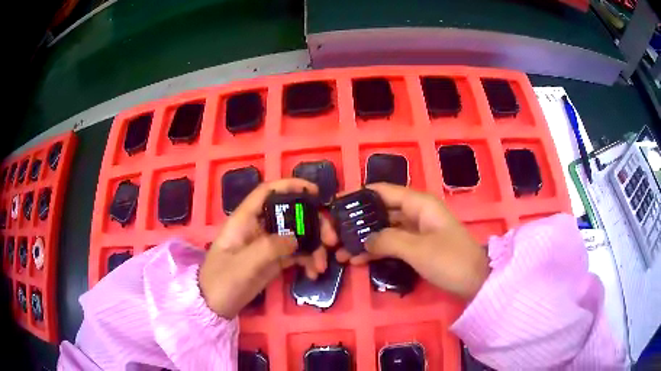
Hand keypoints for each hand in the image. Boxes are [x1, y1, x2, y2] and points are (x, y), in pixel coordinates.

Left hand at [199, 179, 337, 317]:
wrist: (215, 306)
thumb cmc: (222, 281)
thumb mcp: (243, 265)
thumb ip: (269, 248)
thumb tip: (296, 239)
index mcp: (245, 220)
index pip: (267, 192)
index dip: (291, 186)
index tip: (316, 192)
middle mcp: (258, 227)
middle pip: (290, 214)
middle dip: (314, 223)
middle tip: (331, 240)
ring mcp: (267, 244)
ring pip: (297, 235)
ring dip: (314, 246)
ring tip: (321, 266)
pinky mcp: (273, 260)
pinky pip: (296, 254)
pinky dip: (308, 260)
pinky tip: (313, 273)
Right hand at [336, 183, 489, 299]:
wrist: (475, 281)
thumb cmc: (450, 260)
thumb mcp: (417, 249)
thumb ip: (388, 240)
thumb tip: (364, 240)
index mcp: (418, 203)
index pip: (383, 191)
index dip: (358, 195)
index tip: (335, 204)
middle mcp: (415, 212)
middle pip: (380, 211)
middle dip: (356, 222)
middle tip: (333, 234)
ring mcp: (415, 231)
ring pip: (383, 229)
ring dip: (362, 239)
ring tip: (339, 252)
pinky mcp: (416, 247)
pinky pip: (391, 244)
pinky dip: (375, 250)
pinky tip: (356, 260)